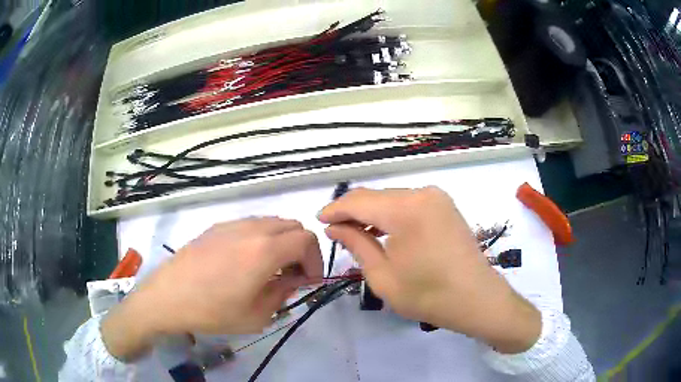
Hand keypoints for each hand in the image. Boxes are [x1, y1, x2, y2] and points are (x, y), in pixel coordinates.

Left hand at [102, 217, 322, 360]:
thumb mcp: (257, 315)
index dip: (316, 260)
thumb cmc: (213, 311)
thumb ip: (283, 292)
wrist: (168, 297)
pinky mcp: (216, 227)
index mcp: (265, 250)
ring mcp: (232, 224)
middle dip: (301, 249)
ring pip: (271, 222)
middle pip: (292, 226)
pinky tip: (245, 261)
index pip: (306, 240)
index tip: (308, 281)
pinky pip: (250, 225)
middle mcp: (251, 229)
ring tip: (270, 268)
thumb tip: (295, 279)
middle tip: (292, 275)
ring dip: (281, 242)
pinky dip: (261, 238)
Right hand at [319, 187, 540, 353]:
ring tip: (354, 231)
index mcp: (406, 209)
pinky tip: (382, 230)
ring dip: (371, 212)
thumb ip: (357, 244)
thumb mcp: (383, 276)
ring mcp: (437, 197)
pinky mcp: (445, 206)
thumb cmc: (428, 295)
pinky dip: (391, 214)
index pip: (359, 201)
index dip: (335, 209)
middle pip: (376, 196)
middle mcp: (422, 193)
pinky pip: (409, 203)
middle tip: (334, 229)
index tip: (319, 220)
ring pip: (392, 198)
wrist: (477, 299)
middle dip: (352, 211)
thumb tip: (334, 227)